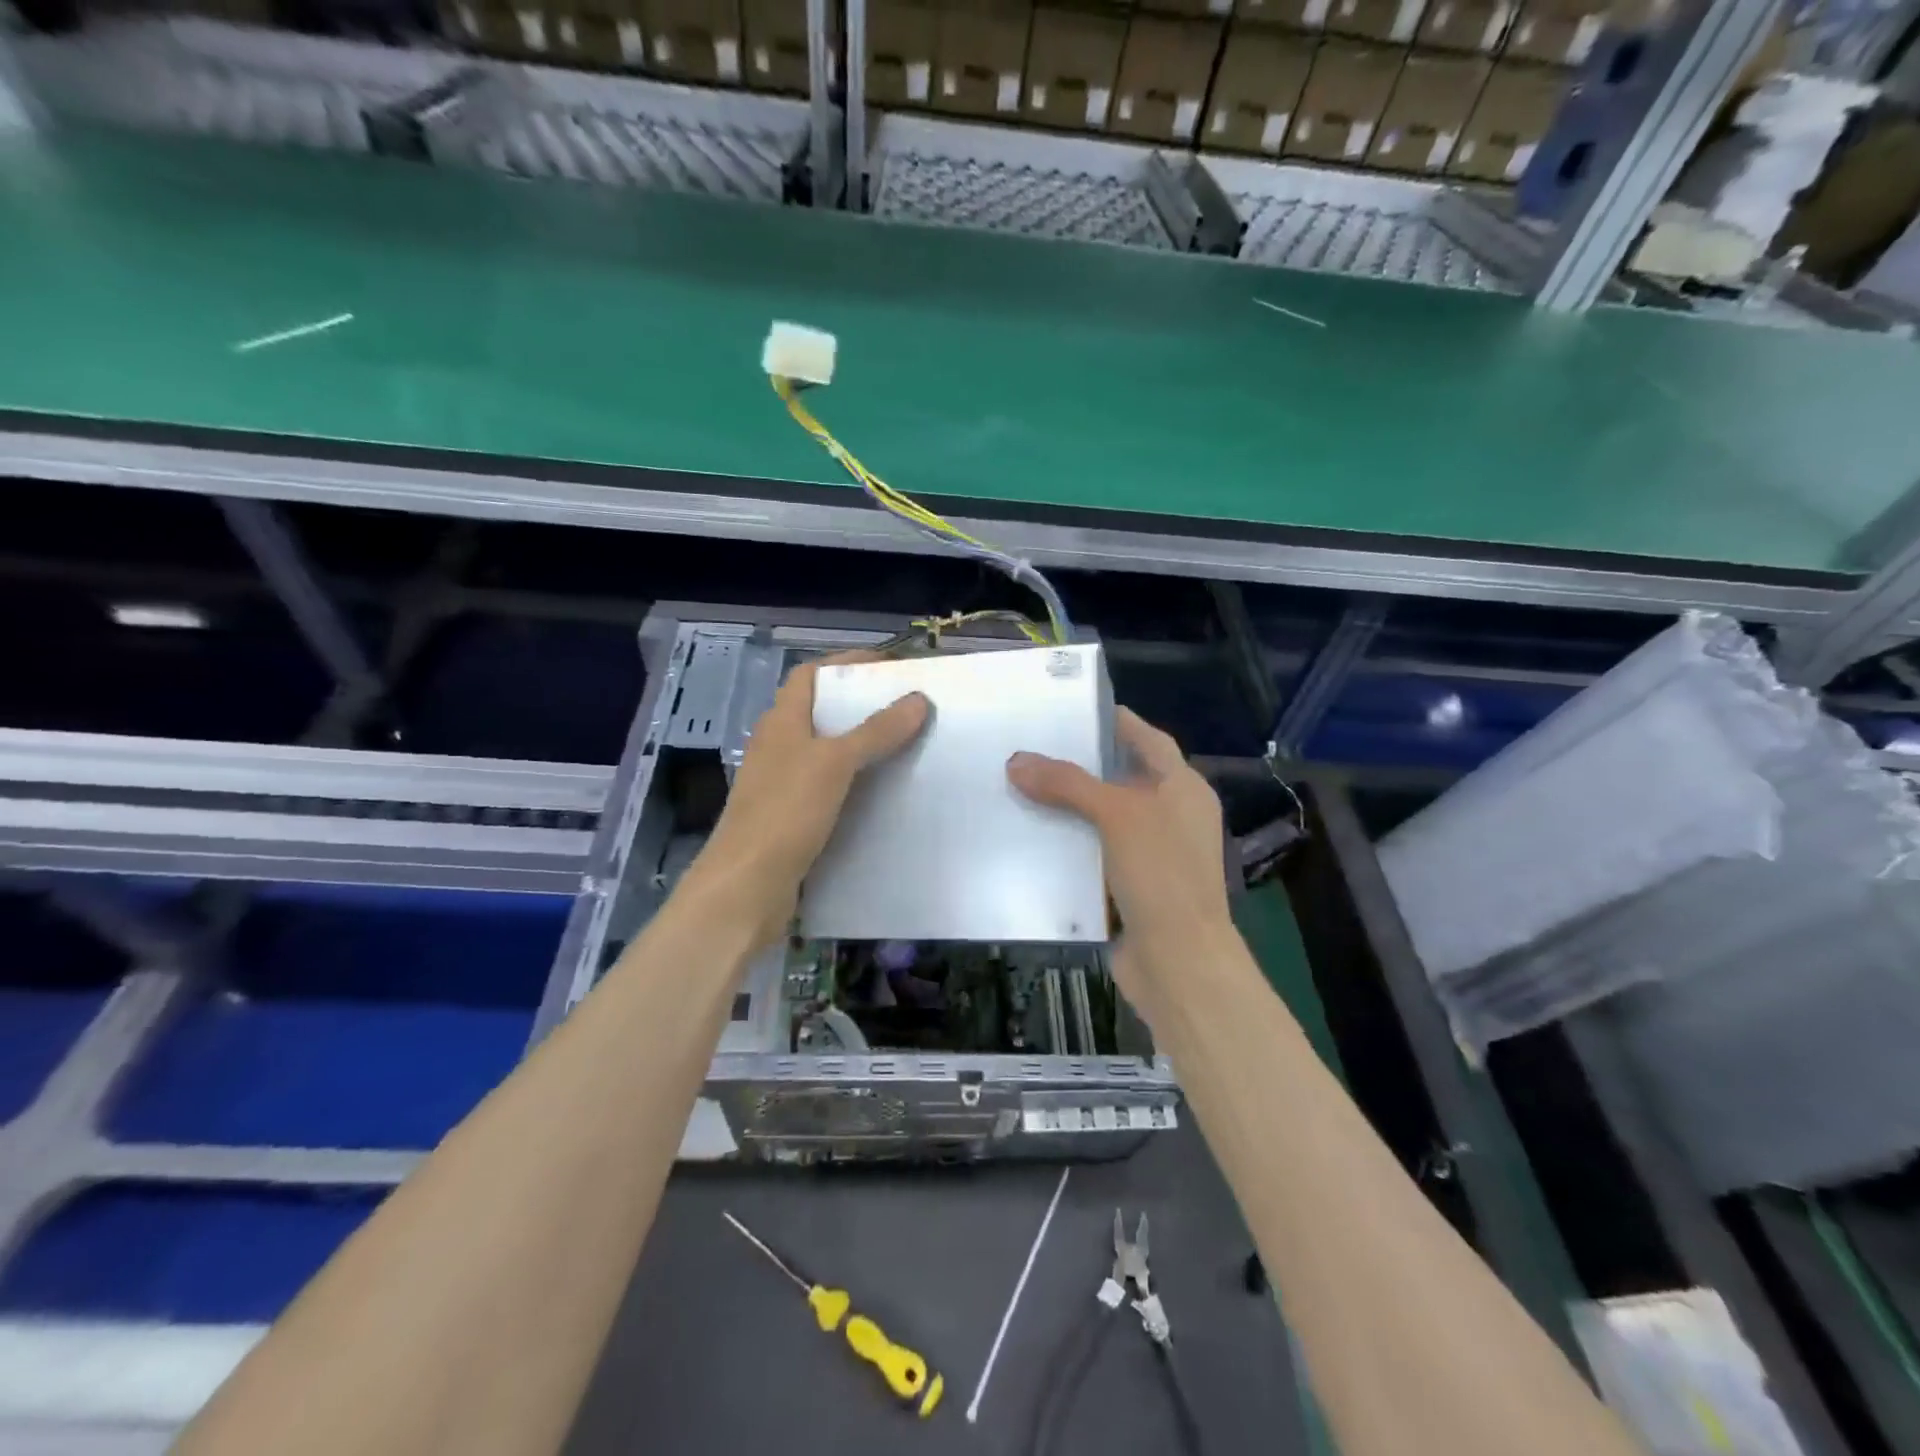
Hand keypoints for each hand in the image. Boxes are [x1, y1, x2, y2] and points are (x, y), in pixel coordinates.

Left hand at [681, 651, 928, 949]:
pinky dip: (857, 783)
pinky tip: (886, 793)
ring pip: (828, 752)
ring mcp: (783, 784)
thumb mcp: (834, 764)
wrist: (746, 888)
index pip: (811, 675)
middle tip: (908, 708)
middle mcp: (779, 746)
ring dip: (862, 746)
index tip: (891, 667)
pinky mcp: (792, 817)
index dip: (846, 664)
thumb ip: (876, 731)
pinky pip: (831, 788)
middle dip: (862, 706)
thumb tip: (918, 699)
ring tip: (908, 746)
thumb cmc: (785, 813)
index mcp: (781, 722)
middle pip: (821, 712)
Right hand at [1007, 709, 1232, 1004]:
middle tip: (1033, 747)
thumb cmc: (1161, 874)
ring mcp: (1152, 855)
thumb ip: (1068, 783)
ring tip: (1020, 786)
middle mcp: (1171, 816)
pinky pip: (1093, 855)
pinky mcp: (1130, 886)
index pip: (1149, 740)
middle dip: (1080, 766)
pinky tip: (1031, 837)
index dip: (1117, 722)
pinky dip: (1068, 845)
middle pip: (1121, 779)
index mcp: (1184, 789)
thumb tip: (1016, 761)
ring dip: (1068, 808)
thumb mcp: (1118, 815)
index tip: (1076, 708)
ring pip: (1103, 820)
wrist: (1179, 962)